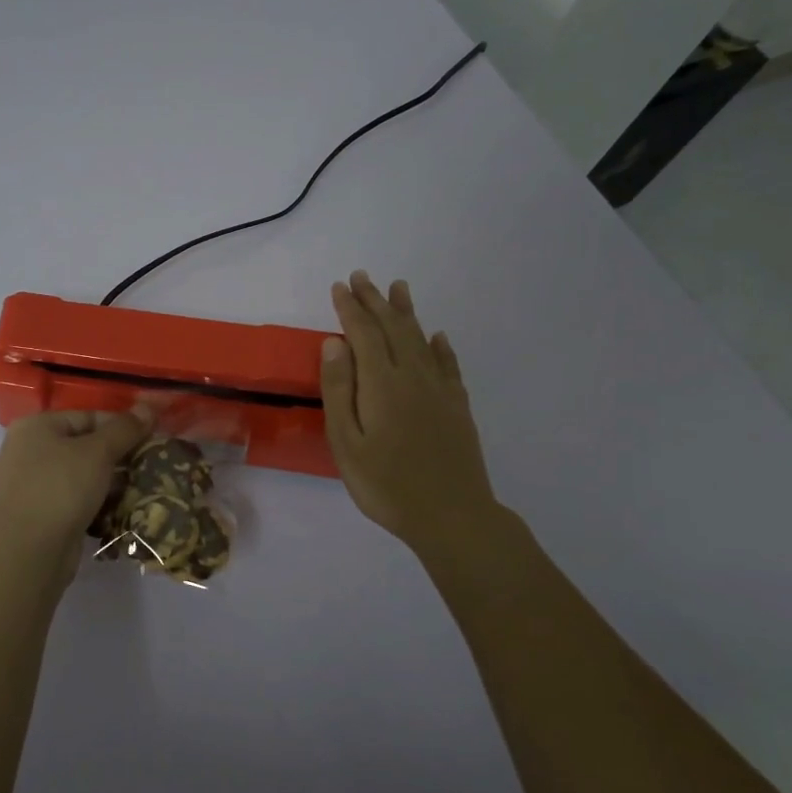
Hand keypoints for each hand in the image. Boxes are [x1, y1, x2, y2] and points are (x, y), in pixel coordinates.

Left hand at [0, 407, 149, 589]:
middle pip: (82, 444)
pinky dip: (92, 500)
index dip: (121, 426)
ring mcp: (27, 483)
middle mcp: (25, 450)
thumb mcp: (99, 452)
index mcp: (34, 426)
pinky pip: (70, 497)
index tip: (150, 439)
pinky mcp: (35, 512)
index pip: (87, 416)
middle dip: (115, 455)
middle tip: (146, 464)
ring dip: (107, 480)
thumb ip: (125, 428)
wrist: (31, 552)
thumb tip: (149, 406)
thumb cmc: (62, 488)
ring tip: (137, 486)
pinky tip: (116, 508)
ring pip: (77, 473)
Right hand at [321, 271, 504, 558]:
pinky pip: (448, 365)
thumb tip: (334, 343)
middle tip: (362, 276)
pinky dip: (440, 346)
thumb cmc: (386, 484)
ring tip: (399, 288)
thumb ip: (339, 390)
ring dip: (407, 313)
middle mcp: (413, 377)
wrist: (452, 516)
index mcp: (382, 384)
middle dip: (375, 301)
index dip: (350, 308)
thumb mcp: (346, 442)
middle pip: (393, 329)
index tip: (340, 286)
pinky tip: (437, 337)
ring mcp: (440, 391)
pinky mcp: (457, 407)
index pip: (363, 334)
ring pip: (421, 340)